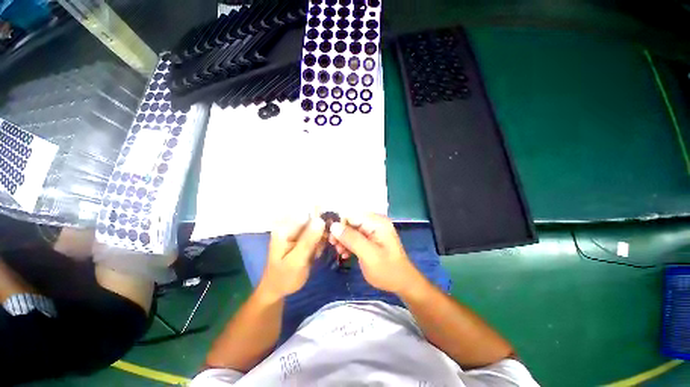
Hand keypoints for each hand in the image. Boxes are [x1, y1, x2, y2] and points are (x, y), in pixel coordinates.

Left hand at [258, 214, 325, 299]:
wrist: (278, 289)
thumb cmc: (284, 277)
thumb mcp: (296, 260)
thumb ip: (308, 240)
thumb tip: (320, 220)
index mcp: (285, 228)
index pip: (306, 214)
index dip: (320, 219)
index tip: (327, 233)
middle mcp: (290, 226)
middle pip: (313, 219)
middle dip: (321, 232)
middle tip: (320, 248)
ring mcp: (296, 232)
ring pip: (317, 227)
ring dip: (321, 239)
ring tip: (315, 253)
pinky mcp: (301, 238)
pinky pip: (316, 234)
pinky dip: (319, 243)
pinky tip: (315, 254)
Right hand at [329, 213, 422, 294]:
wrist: (402, 283)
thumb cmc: (387, 270)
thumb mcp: (368, 255)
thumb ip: (351, 239)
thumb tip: (333, 225)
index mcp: (377, 222)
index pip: (352, 214)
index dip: (339, 223)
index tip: (331, 237)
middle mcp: (375, 222)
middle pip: (351, 221)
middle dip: (341, 233)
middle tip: (334, 246)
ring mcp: (373, 230)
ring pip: (351, 229)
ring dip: (343, 240)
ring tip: (340, 252)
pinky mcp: (371, 238)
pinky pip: (355, 236)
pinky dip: (349, 244)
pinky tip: (345, 254)